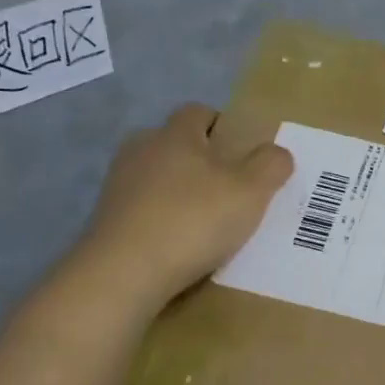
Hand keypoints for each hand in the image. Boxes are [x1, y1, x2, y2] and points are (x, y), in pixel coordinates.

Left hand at [64, 103, 292, 308]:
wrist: (125, 272)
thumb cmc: (194, 220)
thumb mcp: (251, 192)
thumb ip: (271, 166)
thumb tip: (278, 153)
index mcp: (175, 134)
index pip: (198, 112)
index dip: (222, 126)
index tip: (241, 151)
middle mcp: (141, 149)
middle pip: (175, 143)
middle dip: (199, 159)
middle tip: (228, 187)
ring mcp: (118, 184)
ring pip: (156, 176)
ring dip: (178, 191)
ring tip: (203, 221)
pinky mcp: (106, 218)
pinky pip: (142, 208)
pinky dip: (160, 219)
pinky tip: (177, 244)